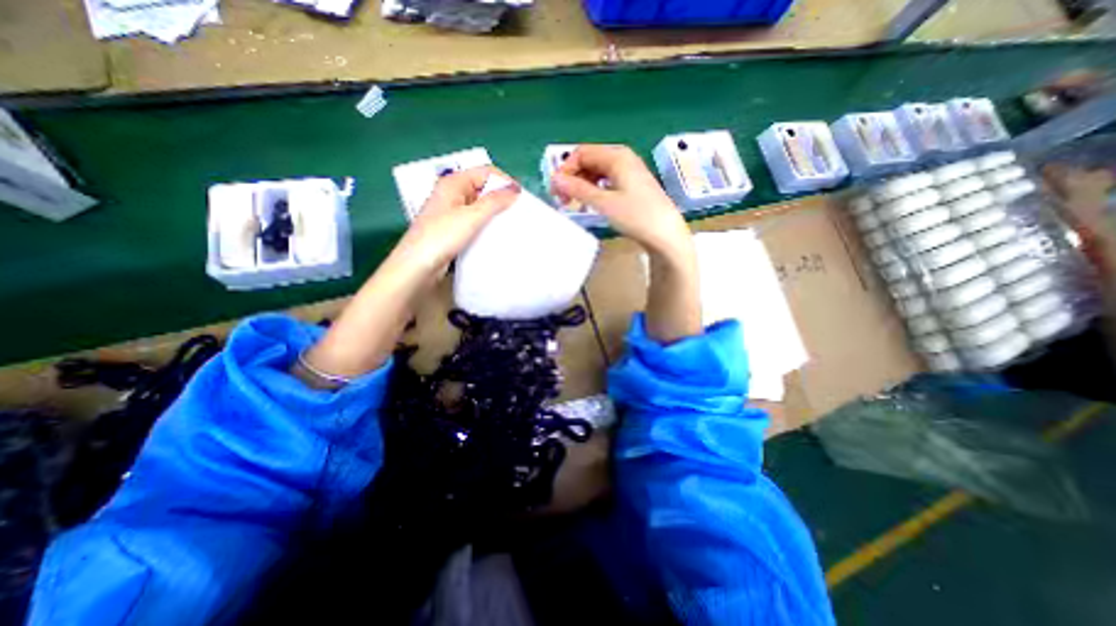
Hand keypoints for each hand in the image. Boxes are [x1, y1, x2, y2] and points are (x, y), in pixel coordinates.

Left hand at [295, 166, 522, 382]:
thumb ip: (494, 201)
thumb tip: (515, 189)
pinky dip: (486, 225)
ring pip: (479, 206)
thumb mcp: (471, 216)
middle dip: (501, 197)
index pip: (485, 172)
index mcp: (453, 184)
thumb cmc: (441, 237)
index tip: (522, 199)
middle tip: (519, 213)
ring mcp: (451, 213)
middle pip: (482, 188)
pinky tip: (496, 235)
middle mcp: (452, 195)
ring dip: (495, 213)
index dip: (504, 181)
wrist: (417, 268)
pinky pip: (474, 221)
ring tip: (511, 224)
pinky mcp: (452, 230)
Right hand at [554, 143, 700, 343]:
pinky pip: (606, 180)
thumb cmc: (636, 216)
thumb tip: (555, 179)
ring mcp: (629, 171)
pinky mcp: (631, 185)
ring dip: (582, 184)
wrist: (665, 234)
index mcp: (616, 156)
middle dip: (573, 177)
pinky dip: (594, 189)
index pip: (581, 153)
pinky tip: (591, 202)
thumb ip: (578, 189)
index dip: (566, 170)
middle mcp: (623, 158)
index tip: (556, 191)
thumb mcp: (604, 203)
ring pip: (597, 171)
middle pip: (589, 160)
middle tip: (563, 200)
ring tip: (575, 204)